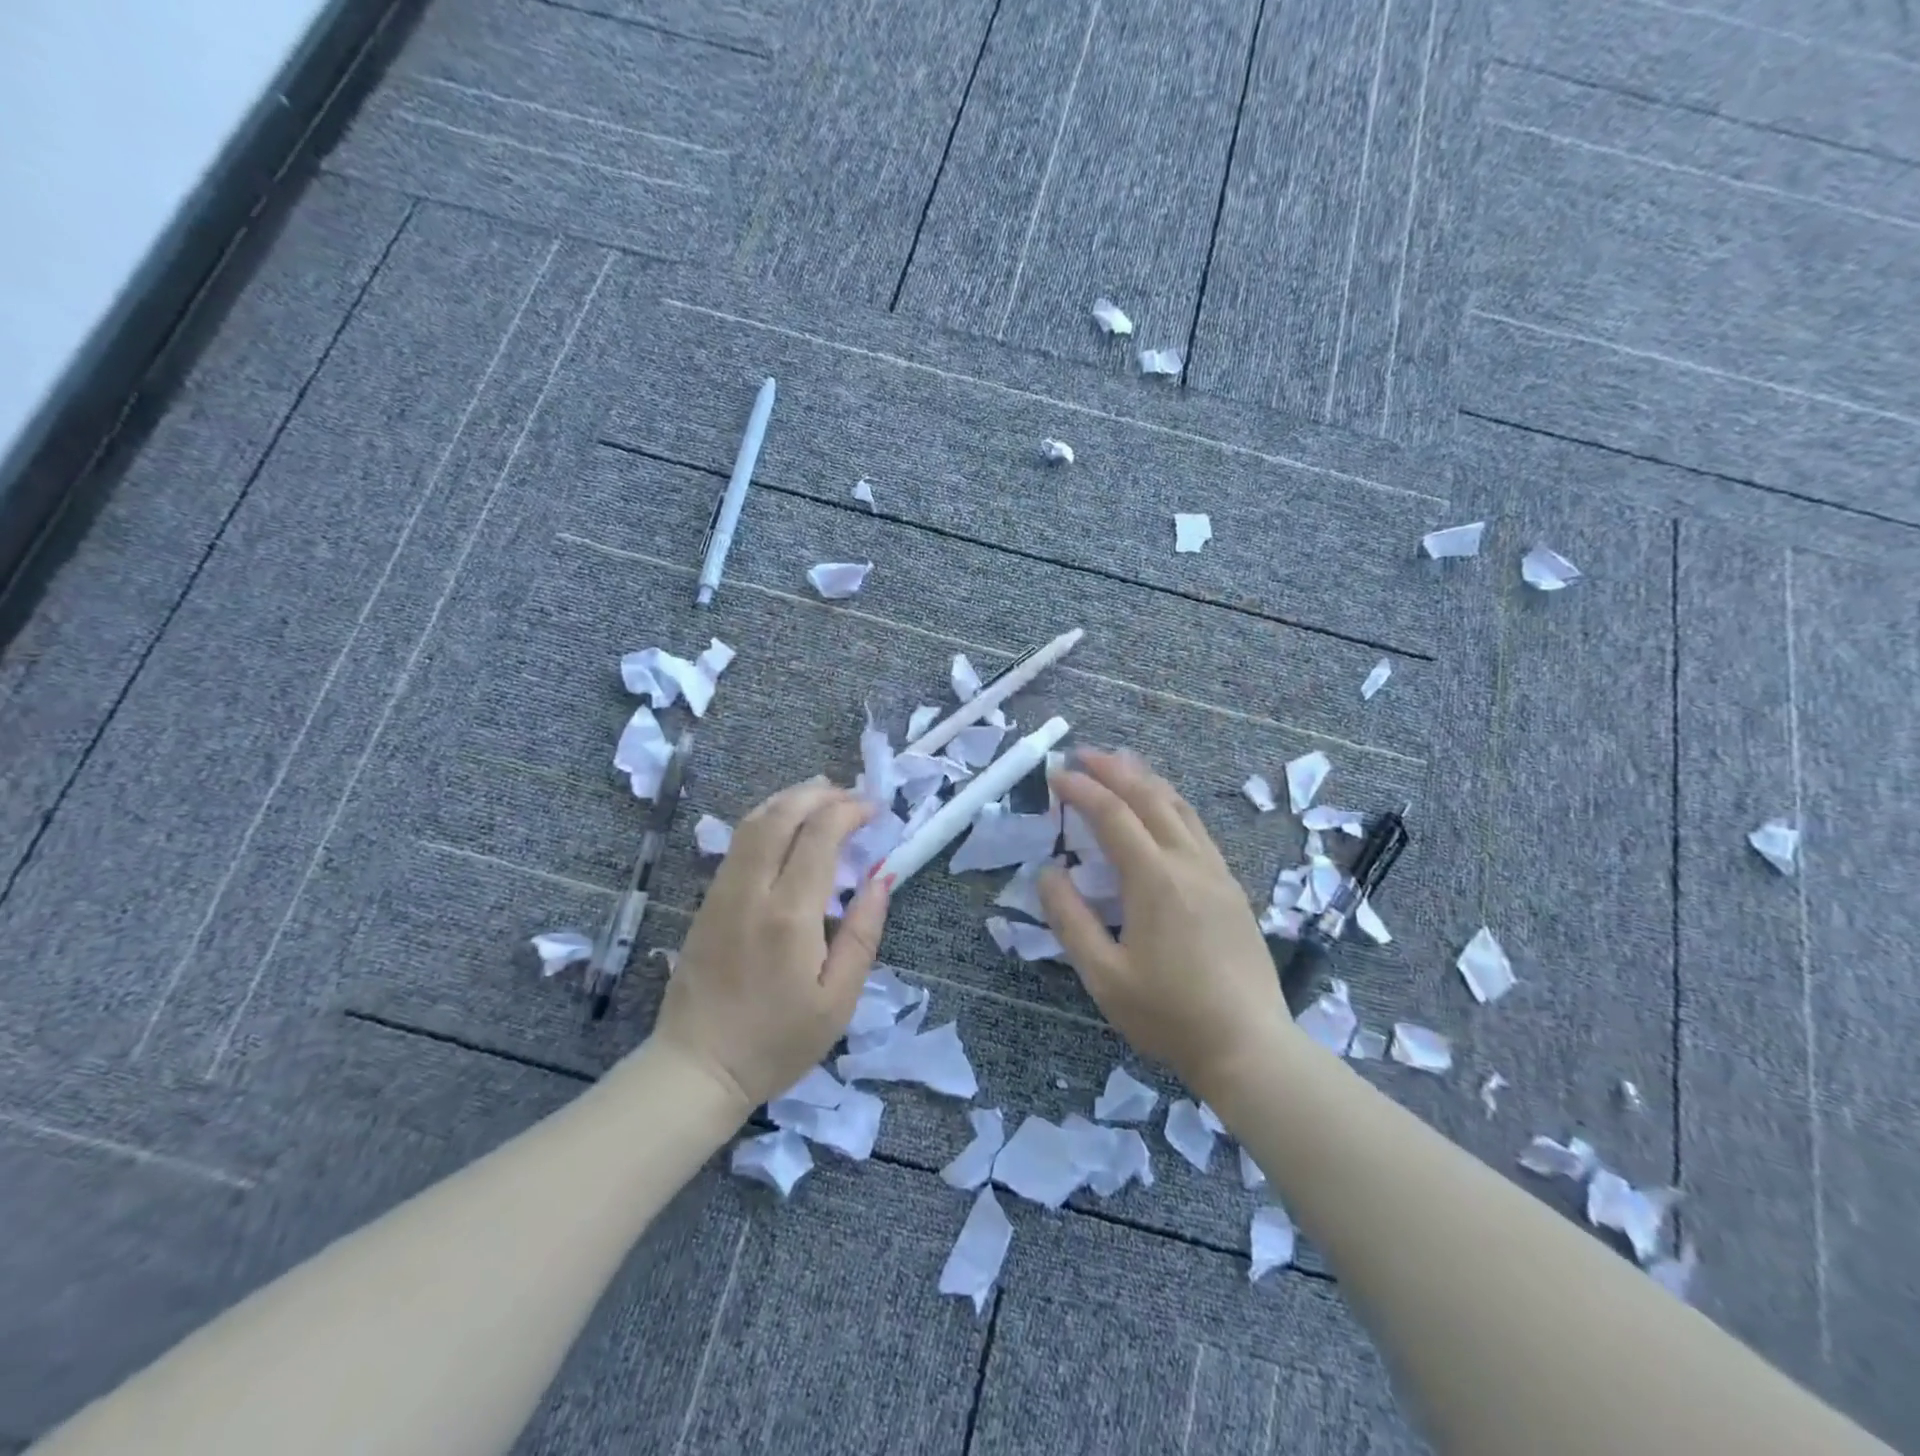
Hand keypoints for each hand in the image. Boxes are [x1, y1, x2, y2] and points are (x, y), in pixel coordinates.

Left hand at [653, 777, 890, 1112]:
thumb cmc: (777, 1042)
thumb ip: (862, 933)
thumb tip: (882, 878)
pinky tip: (786, 826)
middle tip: (852, 796)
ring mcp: (722, 892)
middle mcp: (752, 890)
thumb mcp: (837, 1001)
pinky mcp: (707, 901)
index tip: (876, 810)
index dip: (850, 811)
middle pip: (782, 815)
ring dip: (790, 799)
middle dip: (820, 794)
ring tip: (823, 796)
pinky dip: (767, 819)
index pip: (820, 835)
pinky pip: (739, 843)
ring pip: (754, 822)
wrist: (697, 1068)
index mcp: (789, 914)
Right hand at [1040, 750, 1291, 1099]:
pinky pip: (1197, 827)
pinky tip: (1162, 810)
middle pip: (1149, 797)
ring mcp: (1216, 872)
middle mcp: (1188, 862)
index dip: (1081, 790)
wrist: (1249, 1046)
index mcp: (1154, 879)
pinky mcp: (1231, 887)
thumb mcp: (1103, 975)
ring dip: (1146, 780)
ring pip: (1179, 807)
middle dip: (1114, 770)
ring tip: (1121, 764)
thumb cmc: (1169, 1014)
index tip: (1055, 775)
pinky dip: (1171, 803)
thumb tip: (1048, 871)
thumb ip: (1070, 919)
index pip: (1112, 815)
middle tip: (1083, 754)